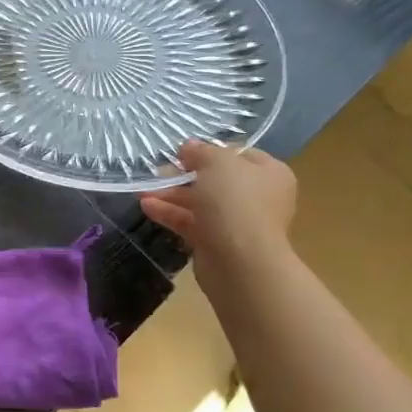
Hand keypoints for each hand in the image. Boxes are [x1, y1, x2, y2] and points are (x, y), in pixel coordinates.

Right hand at [140, 140, 297, 301]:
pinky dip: (170, 213)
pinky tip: (146, 206)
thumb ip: (201, 151)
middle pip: (216, 179)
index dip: (210, 150)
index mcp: (268, 173)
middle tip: (159, 170)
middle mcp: (257, 197)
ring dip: (171, 194)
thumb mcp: (217, 163)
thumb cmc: (236, 202)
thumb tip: (189, 147)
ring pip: (200, 202)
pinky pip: (191, 222)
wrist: (241, 263)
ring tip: (142, 190)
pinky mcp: (217, 242)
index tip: (183, 151)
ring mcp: (236, 222)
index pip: (239, 154)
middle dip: (184, 174)